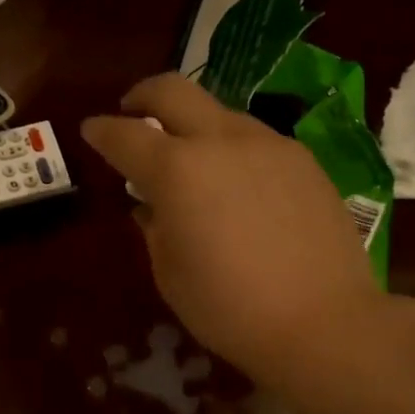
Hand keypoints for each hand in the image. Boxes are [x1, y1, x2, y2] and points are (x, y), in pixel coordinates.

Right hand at [81, 74, 385, 383]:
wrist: (324, 322)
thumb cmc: (229, 308)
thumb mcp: (170, 274)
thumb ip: (154, 228)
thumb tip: (151, 206)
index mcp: (177, 170)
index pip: (125, 135)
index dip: (101, 130)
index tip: (91, 130)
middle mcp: (221, 141)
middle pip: (173, 91)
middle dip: (143, 95)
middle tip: (132, 111)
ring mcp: (269, 145)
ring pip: (220, 112)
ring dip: (194, 124)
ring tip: (190, 157)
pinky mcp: (305, 160)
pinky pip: (256, 140)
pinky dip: (233, 148)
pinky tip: (238, 182)